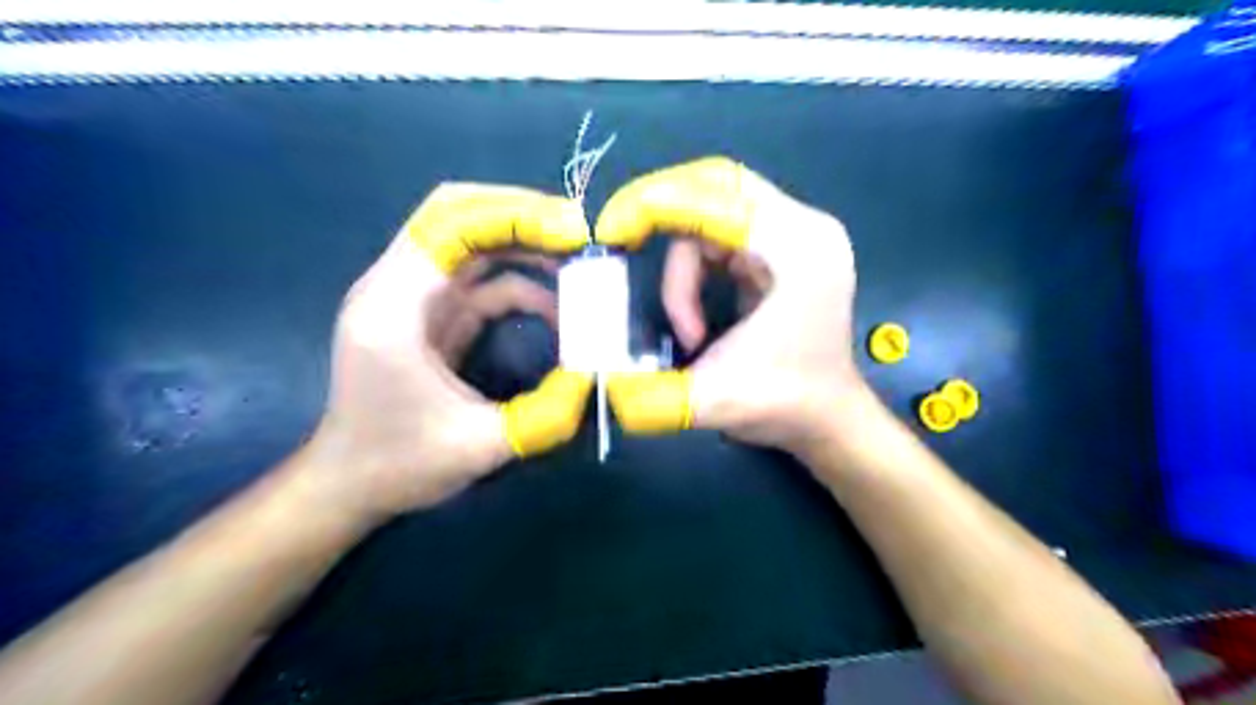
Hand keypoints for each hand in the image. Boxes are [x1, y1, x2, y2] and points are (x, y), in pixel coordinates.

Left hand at [304, 182, 596, 521]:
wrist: (347, 483)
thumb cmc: (399, 465)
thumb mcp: (480, 446)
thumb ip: (545, 413)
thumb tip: (598, 376)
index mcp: (393, 308)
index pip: (449, 224)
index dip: (514, 216)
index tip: (571, 232)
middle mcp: (395, 287)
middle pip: (458, 216)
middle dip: (522, 217)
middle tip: (578, 235)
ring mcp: (412, 297)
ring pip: (472, 243)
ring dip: (525, 245)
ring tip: (576, 264)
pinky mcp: (430, 314)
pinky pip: (480, 279)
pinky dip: (521, 282)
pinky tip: (556, 308)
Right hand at [594, 156, 865, 455]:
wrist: (825, 418)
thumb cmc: (784, 405)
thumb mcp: (714, 401)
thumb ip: (654, 395)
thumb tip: (601, 387)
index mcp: (799, 248)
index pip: (716, 196)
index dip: (654, 206)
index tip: (609, 232)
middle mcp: (804, 227)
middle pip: (717, 183)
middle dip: (661, 206)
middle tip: (621, 235)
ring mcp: (797, 235)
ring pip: (714, 210)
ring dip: (683, 263)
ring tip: (685, 325)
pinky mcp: (784, 249)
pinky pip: (723, 232)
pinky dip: (695, 264)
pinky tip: (694, 309)